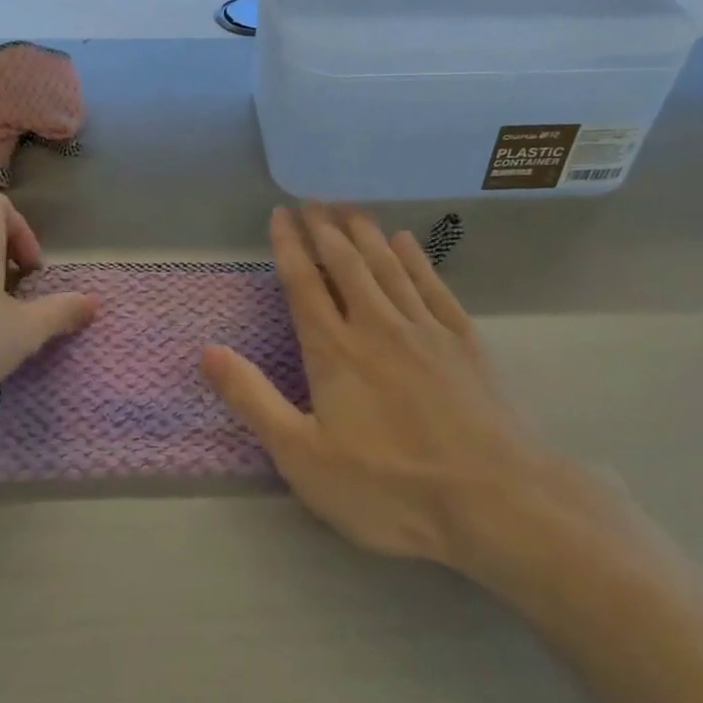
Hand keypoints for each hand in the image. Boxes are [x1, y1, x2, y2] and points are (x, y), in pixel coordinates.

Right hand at [201, 206, 630, 597]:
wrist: (495, 501)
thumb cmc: (389, 488)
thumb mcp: (303, 458)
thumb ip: (253, 401)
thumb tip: (207, 352)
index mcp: (334, 351)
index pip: (303, 284)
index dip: (289, 246)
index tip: (280, 214)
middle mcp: (377, 325)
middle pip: (346, 263)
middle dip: (325, 229)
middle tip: (312, 201)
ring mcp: (425, 329)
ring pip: (388, 265)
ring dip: (365, 234)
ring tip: (349, 209)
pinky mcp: (464, 341)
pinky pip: (432, 285)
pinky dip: (416, 259)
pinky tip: (407, 242)